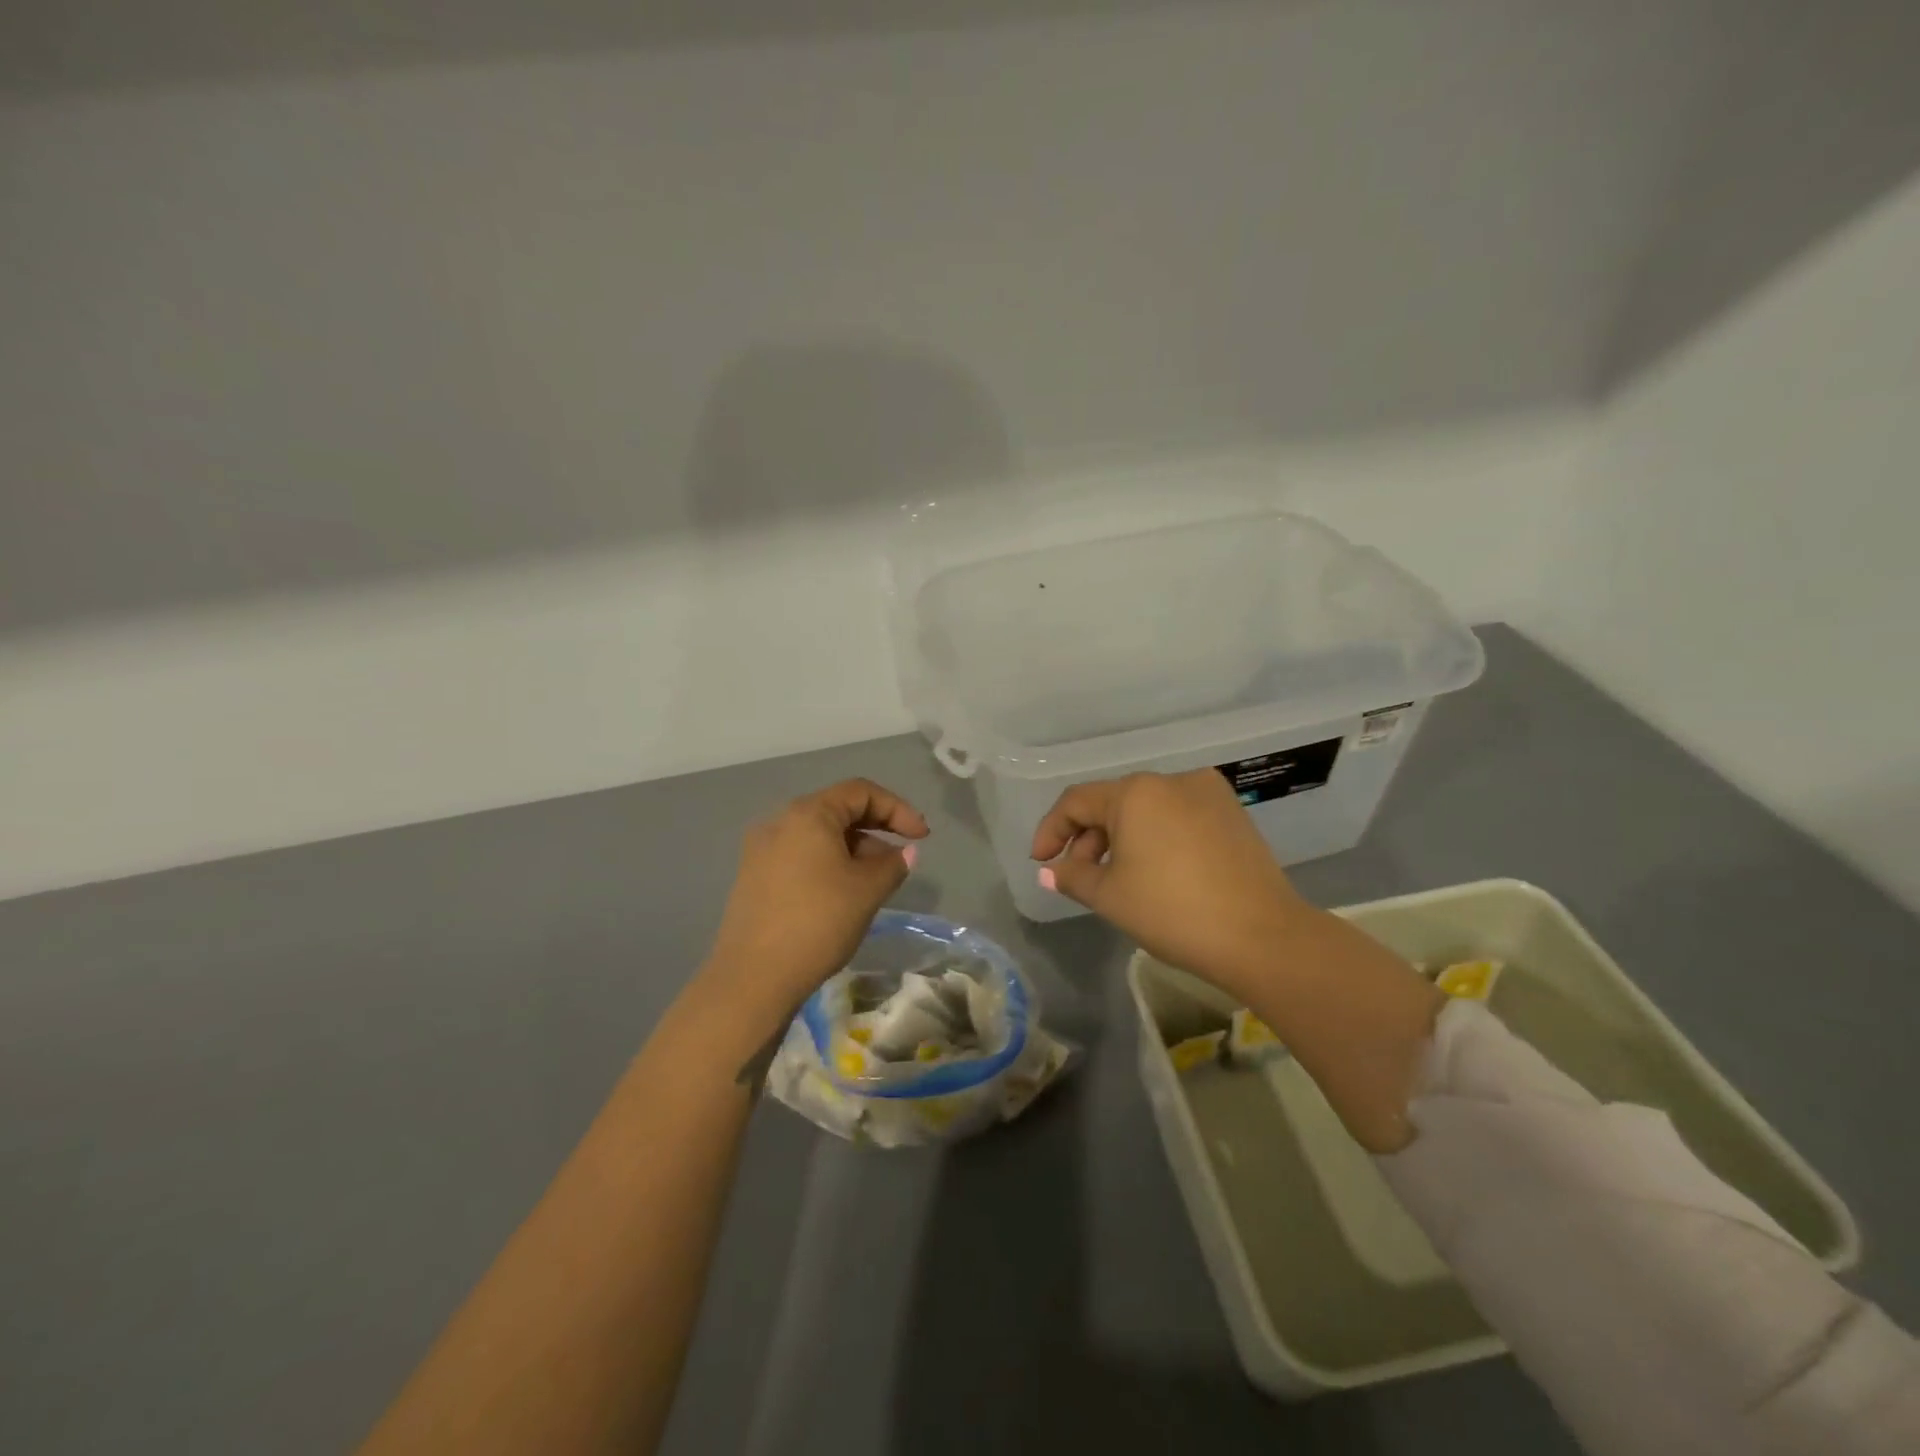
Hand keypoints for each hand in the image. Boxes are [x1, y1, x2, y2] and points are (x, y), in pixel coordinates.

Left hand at [701, 779, 928, 1018]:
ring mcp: (762, 849)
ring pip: (819, 835)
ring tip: (876, 880)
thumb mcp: (867, 891)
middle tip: (902, 856)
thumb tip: (905, 853)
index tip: (921, 837)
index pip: (861, 792)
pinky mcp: (754, 876)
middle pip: (838, 810)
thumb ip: (893, 864)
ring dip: (853, 848)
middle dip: (876, 829)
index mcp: (808, 813)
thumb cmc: (818, 922)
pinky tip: (843, 893)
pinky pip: (800, 855)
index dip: (898, 809)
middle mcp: (780, 821)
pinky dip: (828, 863)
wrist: (753, 977)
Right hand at [1030, 769, 1303, 995]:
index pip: (1077, 801)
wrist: (1261, 936)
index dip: (1051, 830)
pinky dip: (1156, 837)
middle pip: (1114, 802)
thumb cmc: (1172, 911)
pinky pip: (1178, 816)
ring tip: (1117, 877)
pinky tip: (1156, 870)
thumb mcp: (1110, 896)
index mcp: (1135, 792)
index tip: (1040, 862)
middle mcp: (1171, 779)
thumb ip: (1072, 876)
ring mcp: (1208, 793)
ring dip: (1123, 838)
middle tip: (1079, 875)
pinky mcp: (1232, 813)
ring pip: (1148, 809)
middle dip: (1089, 837)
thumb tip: (1051, 871)